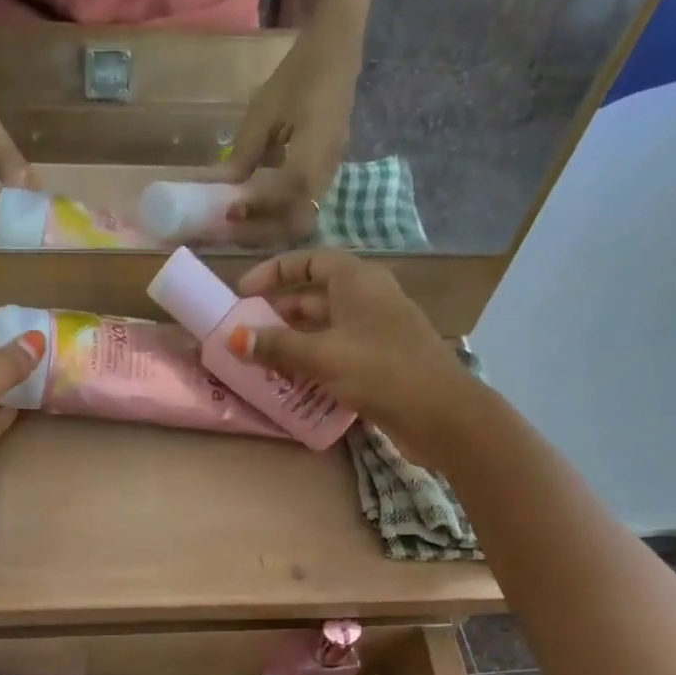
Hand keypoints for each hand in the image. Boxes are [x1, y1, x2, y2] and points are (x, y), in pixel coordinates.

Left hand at [210, 29, 360, 246]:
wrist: (337, 49)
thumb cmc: (299, 73)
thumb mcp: (264, 110)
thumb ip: (245, 152)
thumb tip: (220, 187)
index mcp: (315, 150)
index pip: (289, 196)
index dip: (260, 209)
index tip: (231, 211)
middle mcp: (327, 169)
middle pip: (298, 221)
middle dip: (264, 230)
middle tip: (232, 227)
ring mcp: (330, 173)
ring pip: (301, 218)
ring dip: (270, 225)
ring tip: (240, 220)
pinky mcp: (326, 172)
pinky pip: (302, 205)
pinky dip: (277, 212)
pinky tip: (255, 204)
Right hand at [236, 251, 472, 442]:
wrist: (439, 413)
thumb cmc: (381, 371)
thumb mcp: (323, 356)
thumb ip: (278, 346)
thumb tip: (235, 338)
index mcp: (357, 281)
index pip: (311, 261)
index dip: (275, 272)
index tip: (243, 292)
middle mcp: (368, 299)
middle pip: (315, 297)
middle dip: (279, 313)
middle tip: (246, 333)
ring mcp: (376, 332)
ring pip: (325, 329)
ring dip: (293, 342)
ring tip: (261, 362)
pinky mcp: (380, 362)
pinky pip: (337, 354)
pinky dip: (312, 363)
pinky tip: (292, 384)